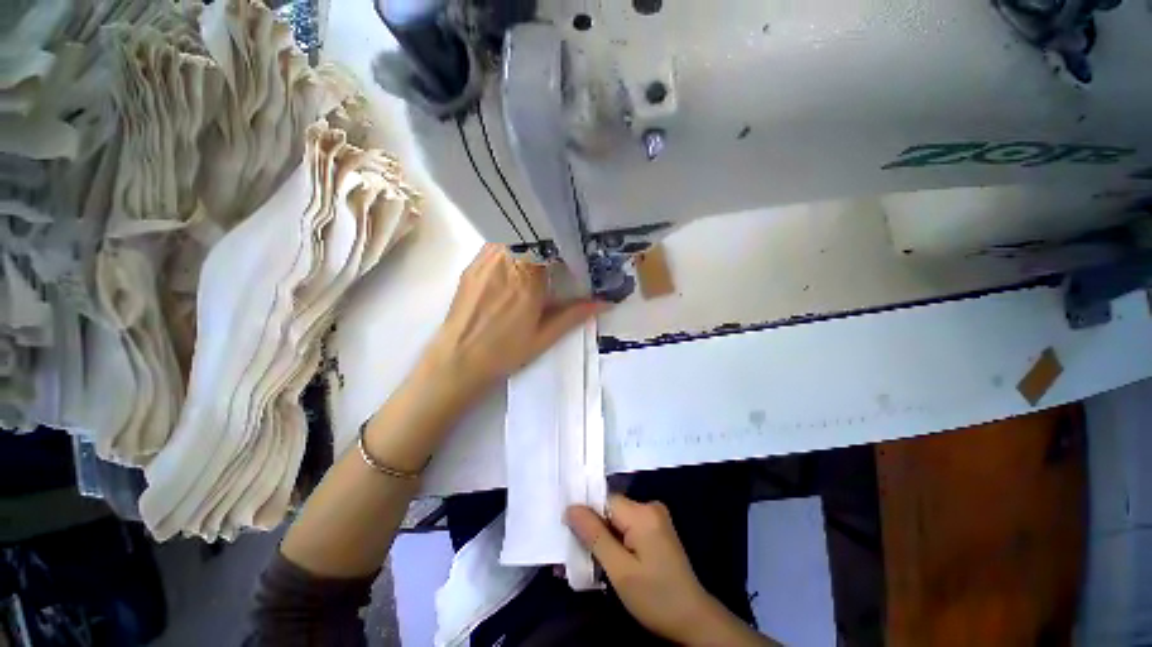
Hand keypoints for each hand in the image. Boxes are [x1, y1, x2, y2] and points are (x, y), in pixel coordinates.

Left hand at [419, 244, 602, 398]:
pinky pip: (495, 244)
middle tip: (558, 251)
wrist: (458, 361)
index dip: (563, 244)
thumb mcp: (544, 337)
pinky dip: (509, 245)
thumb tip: (605, 303)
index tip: (573, 252)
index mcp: (527, 281)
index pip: (549, 246)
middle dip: (547, 240)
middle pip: (530, 235)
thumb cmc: (504, 352)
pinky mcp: (471, 266)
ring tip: (538, 254)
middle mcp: (505, 264)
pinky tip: (515, 261)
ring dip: (528, 241)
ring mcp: (484, 262)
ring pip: (511, 235)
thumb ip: (574, 315)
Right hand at [566, 495, 751, 645]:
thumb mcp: (620, 571)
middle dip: (594, 529)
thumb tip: (571, 508)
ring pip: (617, 518)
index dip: (586, 515)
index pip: (604, 500)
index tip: (569, 534)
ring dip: (603, 537)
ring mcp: (655, 517)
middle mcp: (649, 506)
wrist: (694, 620)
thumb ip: (594, 536)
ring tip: (592, 561)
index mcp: (642, 513)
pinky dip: (616, 540)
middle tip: (579, 554)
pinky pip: (628, 526)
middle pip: (610, 509)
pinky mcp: (656, 528)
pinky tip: (609, 559)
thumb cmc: (655, 598)